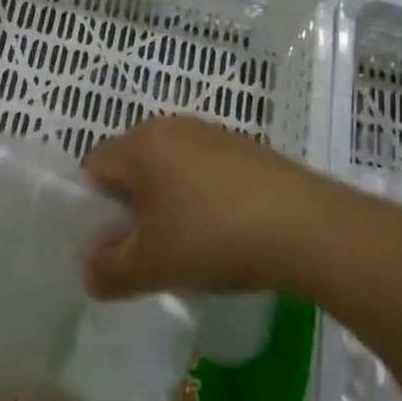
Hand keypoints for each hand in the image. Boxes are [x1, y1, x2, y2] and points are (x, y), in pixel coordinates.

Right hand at [83, 116, 380, 298]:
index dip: (91, 210)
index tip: (110, 246)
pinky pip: (205, 173)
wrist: (311, 229)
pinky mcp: (248, 150)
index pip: (93, 168)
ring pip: (170, 171)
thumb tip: (90, 274)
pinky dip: (201, 201)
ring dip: (167, 207)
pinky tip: (222, 235)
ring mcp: (215, 134)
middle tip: (145, 251)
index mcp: (141, 143)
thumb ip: (108, 272)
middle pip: (132, 168)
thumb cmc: (214, 238)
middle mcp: (173, 127)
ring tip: (186, 248)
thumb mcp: (151, 266)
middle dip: (130, 210)